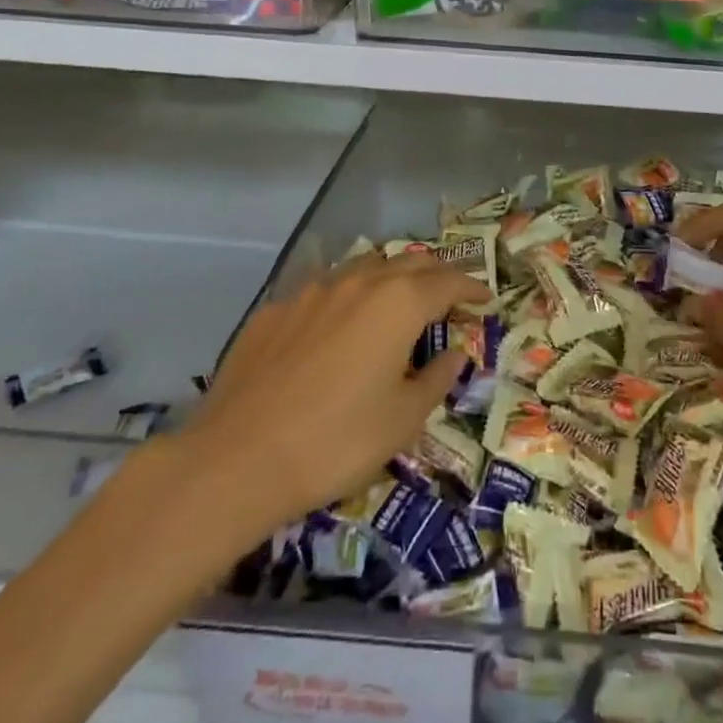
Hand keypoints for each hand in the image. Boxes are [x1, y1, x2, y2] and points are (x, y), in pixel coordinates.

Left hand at [177, 252, 484, 542]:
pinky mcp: (275, 310)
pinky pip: (323, 291)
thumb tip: (455, 353)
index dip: (471, 288)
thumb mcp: (404, 419)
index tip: (485, 299)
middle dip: (435, 274)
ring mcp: (311, 292)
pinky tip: (337, 327)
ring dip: (389, 278)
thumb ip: (437, 377)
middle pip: (408, 262)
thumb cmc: (337, 441)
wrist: (237, 459)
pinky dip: (345, 298)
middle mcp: (358, 283)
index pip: (448, 282)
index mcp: (398, 303)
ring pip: (363, 268)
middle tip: (448, 295)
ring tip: (396, 301)